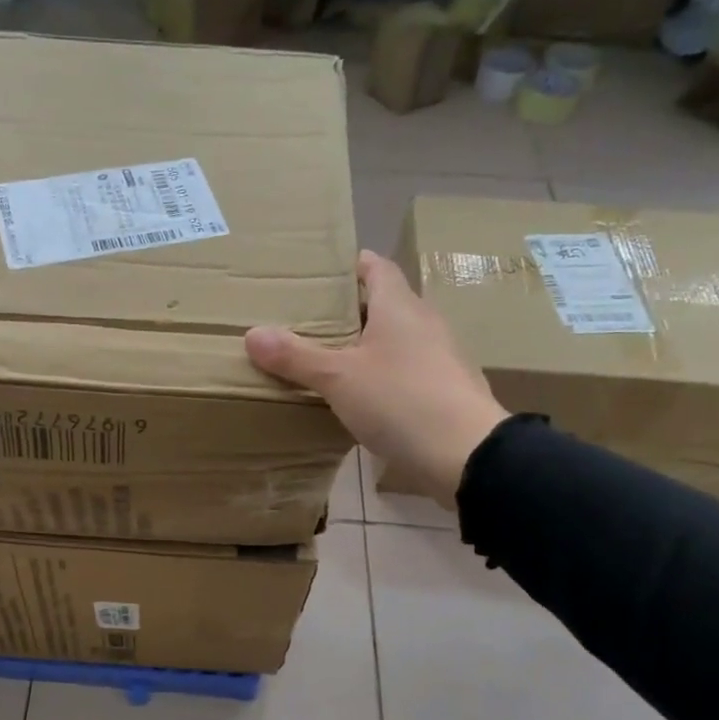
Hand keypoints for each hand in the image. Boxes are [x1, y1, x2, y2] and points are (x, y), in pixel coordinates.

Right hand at [246, 250, 508, 499]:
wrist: (466, 454)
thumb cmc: (400, 400)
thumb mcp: (338, 378)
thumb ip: (296, 356)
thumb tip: (253, 334)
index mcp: (400, 307)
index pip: (376, 268)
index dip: (350, 265)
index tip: (320, 272)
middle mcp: (424, 324)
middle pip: (385, 304)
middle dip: (350, 310)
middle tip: (310, 320)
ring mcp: (440, 359)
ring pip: (396, 341)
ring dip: (366, 346)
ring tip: (327, 359)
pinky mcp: (444, 392)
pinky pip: (405, 372)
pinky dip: (381, 376)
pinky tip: (360, 397)